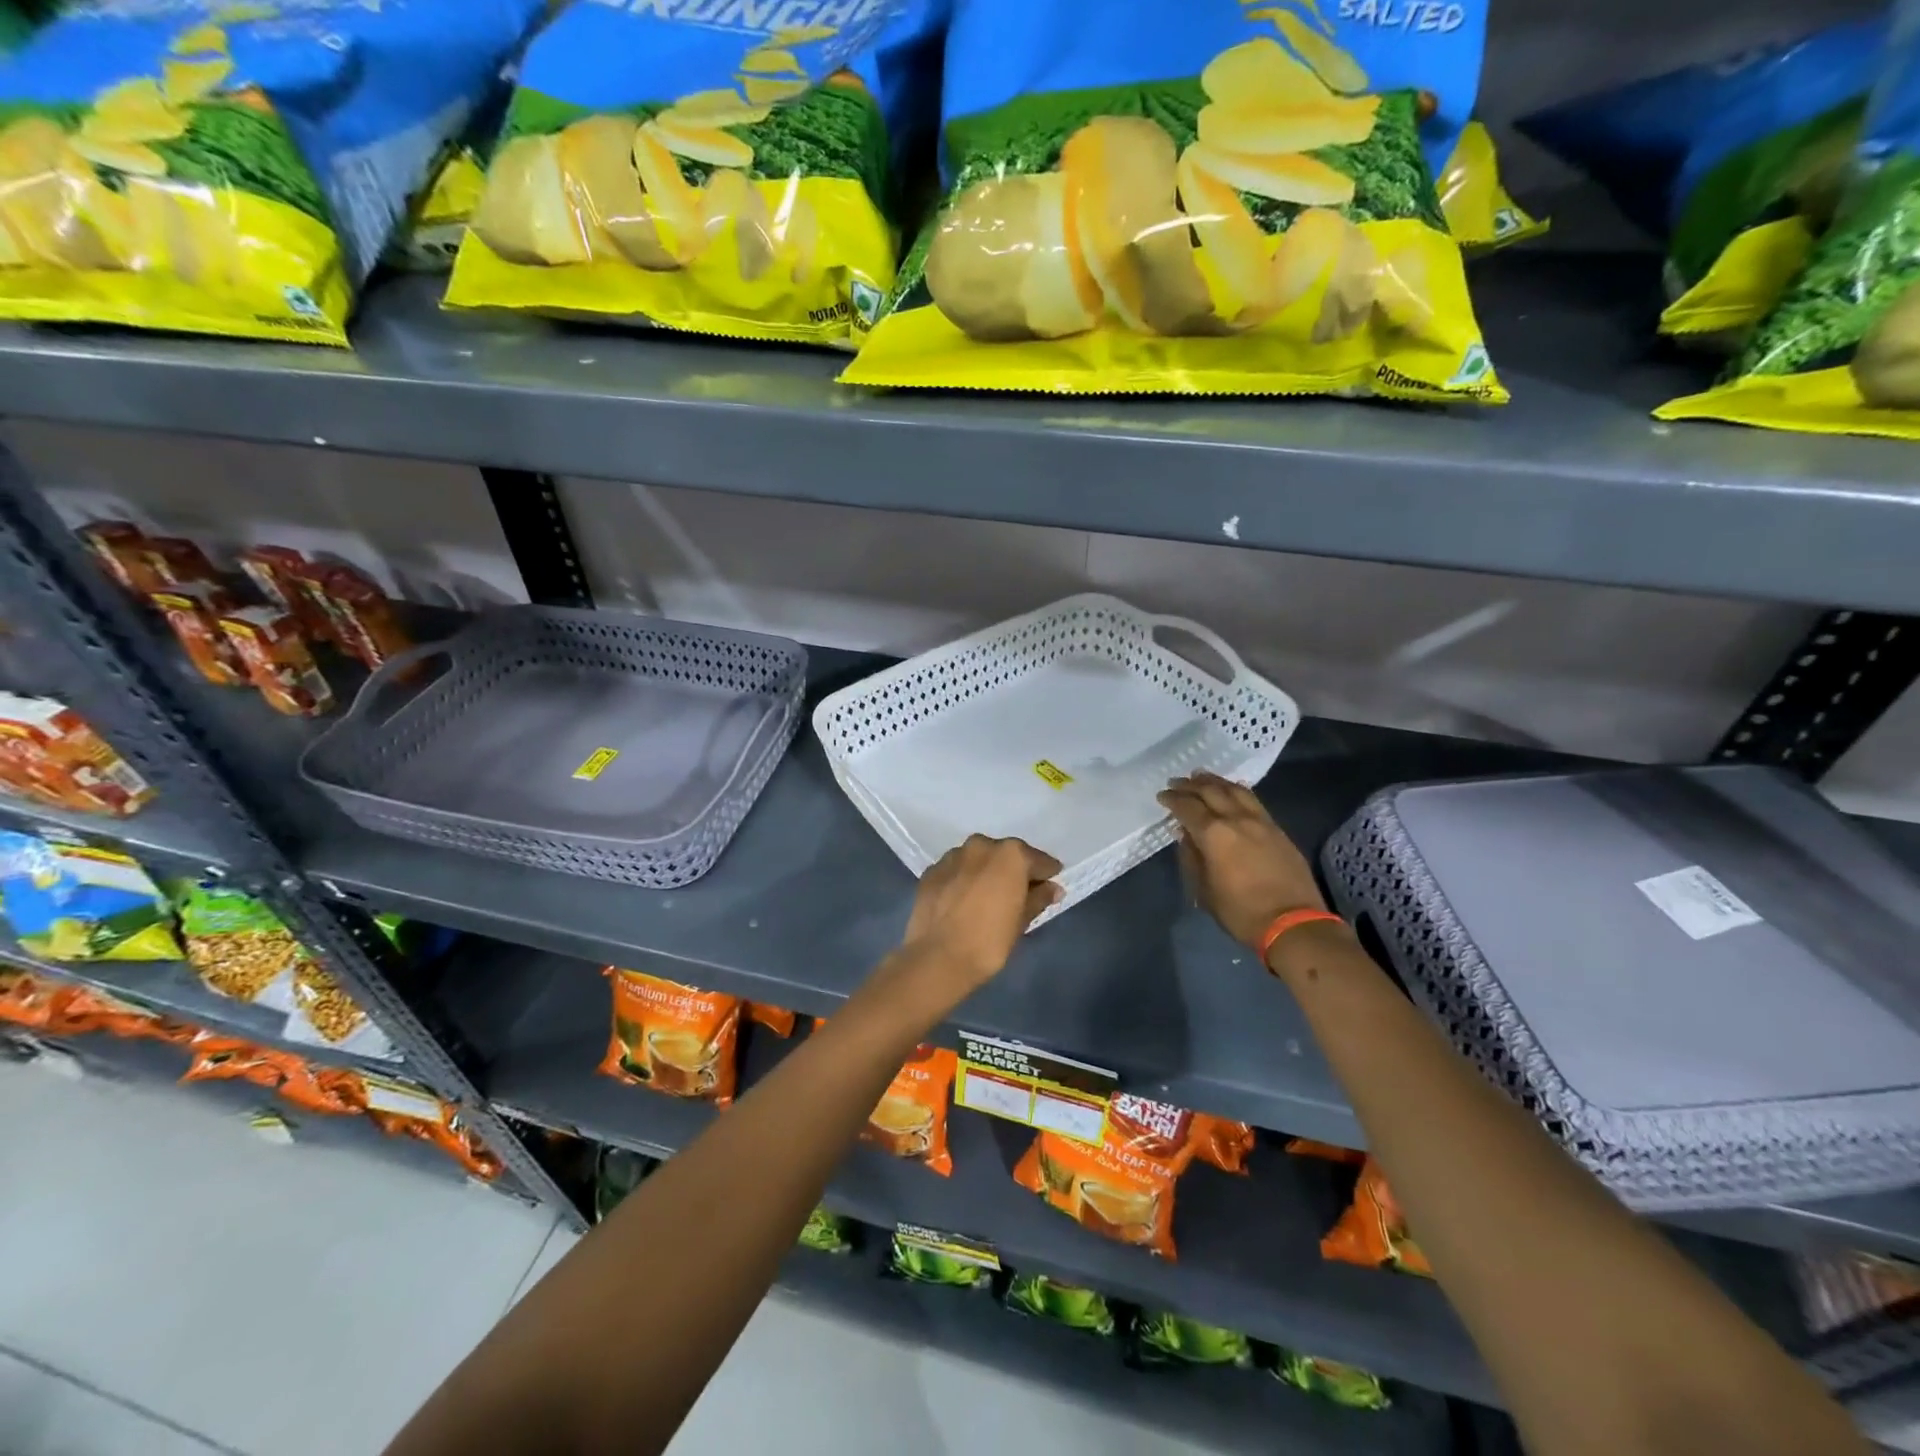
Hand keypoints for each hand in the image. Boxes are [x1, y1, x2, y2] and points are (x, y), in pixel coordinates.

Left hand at [897, 835, 1062, 999]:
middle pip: (1006, 855)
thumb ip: (1039, 898)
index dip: (1047, 875)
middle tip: (1018, 895)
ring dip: (986, 873)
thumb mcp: (1022, 921)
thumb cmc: (990, 940)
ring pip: (978, 860)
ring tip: (987, 898)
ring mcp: (952, 856)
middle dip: (1014, 871)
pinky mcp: (931, 871)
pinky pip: (956, 871)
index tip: (1050, 888)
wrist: (938, 958)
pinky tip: (964, 902)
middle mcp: (981, 845)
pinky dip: (963, 881)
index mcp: (1010, 854)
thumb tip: (1052, 888)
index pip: (1038, 860)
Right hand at [1157, 772, 1324, 949]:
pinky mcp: (1277, 829)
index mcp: (1214, 834)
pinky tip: (1232, 789)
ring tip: (1201, 776)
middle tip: (1176, 782)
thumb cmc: (1240, 911)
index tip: (1162, 796)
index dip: (1172, 800)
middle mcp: (1236, 819)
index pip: (1187, 807)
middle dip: (1190, 785)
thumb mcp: (1204, 890)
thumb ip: (1191, 858)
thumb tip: (1185, 835)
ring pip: (1235, 790)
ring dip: (1215, 781)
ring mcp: (1260, 821)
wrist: (1292, 922)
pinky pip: (1253, 800)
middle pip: (1210, 791)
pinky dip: (1237, 790)